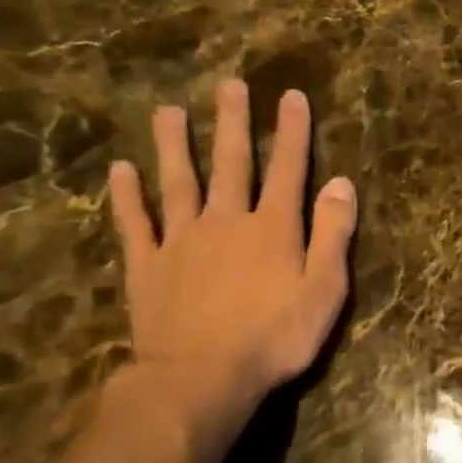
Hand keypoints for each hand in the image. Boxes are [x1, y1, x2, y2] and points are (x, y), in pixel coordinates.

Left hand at [108, 79, 355, 421]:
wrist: (201, 377)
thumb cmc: (275, 338)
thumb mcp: (325, 290)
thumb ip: (333, 235)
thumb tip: (341, 182)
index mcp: (273, 227)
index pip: (287, 169)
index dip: (291, 132)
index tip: (291, 96)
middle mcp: (226, 221)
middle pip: (230, 163)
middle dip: (232, 123)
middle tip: (229, 84)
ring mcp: (181, 240)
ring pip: (177, 182)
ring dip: (173, 145)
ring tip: (167, 111)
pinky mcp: (147, 265)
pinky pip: (135, 223)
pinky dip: (126, 196)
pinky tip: (120, 170)